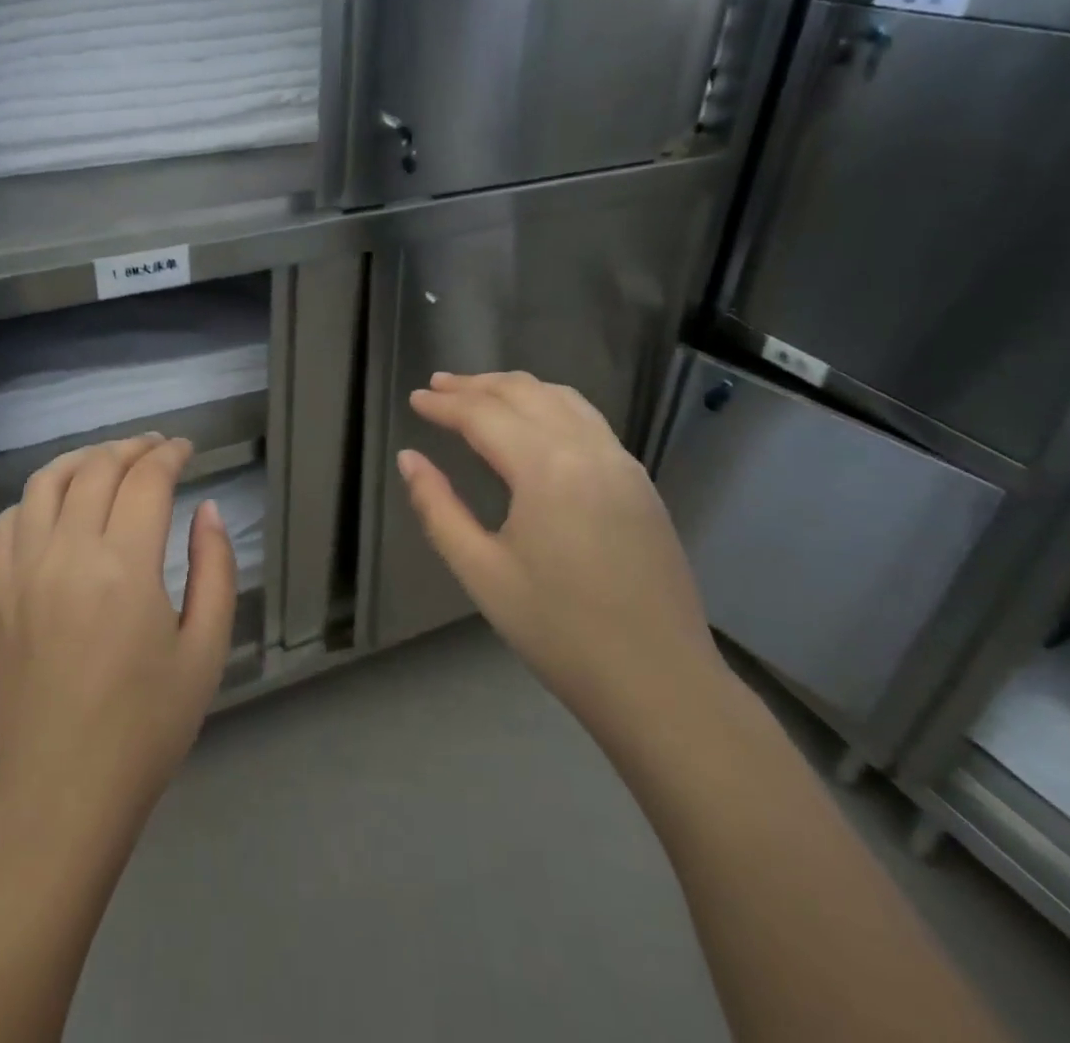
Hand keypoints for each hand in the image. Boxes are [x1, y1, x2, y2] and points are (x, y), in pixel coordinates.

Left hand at [0, 436, 235, 843]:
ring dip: (83, 459)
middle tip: (158, 449)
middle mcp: (66, 553)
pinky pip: (10, 520)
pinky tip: (58, 505)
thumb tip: (207, 510)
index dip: (171, 455)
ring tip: (110, 460)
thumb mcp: (205, 651)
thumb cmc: (146, 729)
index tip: (188, 449)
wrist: (60, 796)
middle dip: (132, 447)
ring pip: (46, 482)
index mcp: (124, 567)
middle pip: (97, 468)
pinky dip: (37, 496)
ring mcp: (22, 571)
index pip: (146, 479)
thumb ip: (215, 569)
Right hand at [398, 372, 725, 737]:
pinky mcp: (641, 483)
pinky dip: (551, 405)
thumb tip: (409, 459)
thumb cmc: (559, 631)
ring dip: (516, 388)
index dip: (444, 404)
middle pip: (525, 393)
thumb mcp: (481, 572)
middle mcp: (588, 449)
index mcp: (546, 467)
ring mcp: (622, 463)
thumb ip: (438, 508)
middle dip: (477, 385)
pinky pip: (589, 420)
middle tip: (438, 386)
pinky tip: (534, 424)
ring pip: (563, 398)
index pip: (483, 415)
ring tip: (481, 393)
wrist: (660, 683)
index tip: (415, 399)